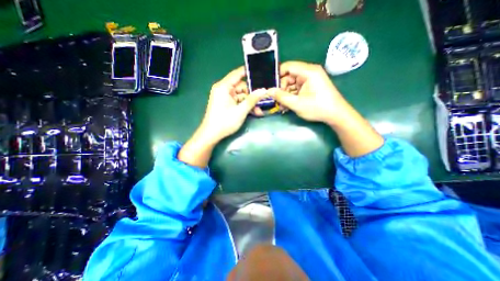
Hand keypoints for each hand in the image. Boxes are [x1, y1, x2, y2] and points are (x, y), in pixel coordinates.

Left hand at [200, 66, 267, 142]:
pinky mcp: (226, 104)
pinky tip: (254, 112)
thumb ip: (252, 99)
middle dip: (252, 94)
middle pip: (241, 87)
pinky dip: (245, 106)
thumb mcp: (241, 110)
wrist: (211, 135)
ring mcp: (224, 97)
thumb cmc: (225, 121)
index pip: (237, 74)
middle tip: (264, 98)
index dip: (249, 72)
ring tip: (260, 110)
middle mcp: (223, 89)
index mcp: (224, 87)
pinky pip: (237, 102)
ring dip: (250, 102)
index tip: (261, 72)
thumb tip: (263, 90)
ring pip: (241, 96)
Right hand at [270, 60, 383, 156]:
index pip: (287, 66)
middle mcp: (309, 72)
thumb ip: (281, 97)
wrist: (336, 115)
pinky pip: (297, 88)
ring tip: (282, 105)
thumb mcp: (296, 103)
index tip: (271, 87)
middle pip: (289, 76)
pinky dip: (292, 95)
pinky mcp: (311, 86)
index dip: (277, 76)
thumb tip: (268, 91)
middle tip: (276, 100)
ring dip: (286, 93)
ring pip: (292, 83)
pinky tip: (288, 104)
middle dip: (281, 88)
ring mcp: (311, 79)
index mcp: (308, 72)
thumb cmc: (317, 108)